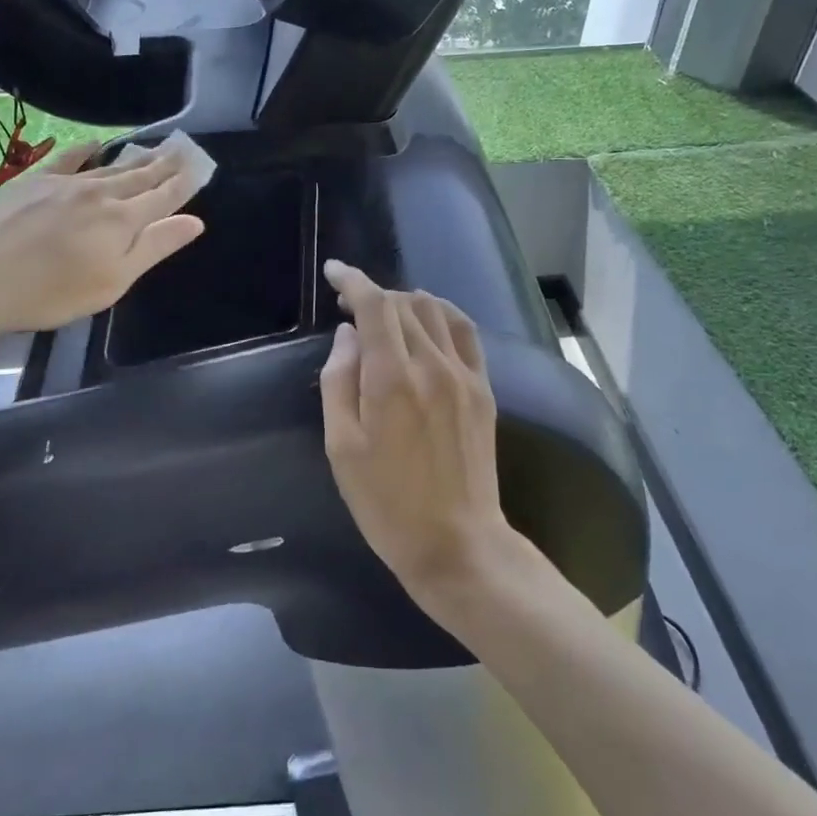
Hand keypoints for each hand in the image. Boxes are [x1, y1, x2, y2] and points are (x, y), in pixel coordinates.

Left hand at [0, 141, 205, 334]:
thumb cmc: (52, 292)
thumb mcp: (113, 281)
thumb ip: (154, 247)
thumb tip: (194, 221)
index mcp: (123, 221)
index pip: (163, 197)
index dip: (184, 183)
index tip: (200, 167)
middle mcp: (100, 194)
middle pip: (140, 176)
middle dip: (165, 165)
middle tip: (184, 149)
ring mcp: (66, 184)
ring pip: (110, 167)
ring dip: (136, 157)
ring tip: (155, 148)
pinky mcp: (35, 181)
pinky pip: (69, 159)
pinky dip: (86, 150)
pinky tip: (96, 144)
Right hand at [318, 261, 517, 607]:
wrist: (456, 543)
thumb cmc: (386, 502)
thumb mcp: (341, 447)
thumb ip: (339, 381)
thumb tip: (347, 335)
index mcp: (392, 378)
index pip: (374, 305)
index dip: (352, 281)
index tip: (333, 272)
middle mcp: (432, 365)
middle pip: (403, 303)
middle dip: (373, 295)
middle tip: (349, 308)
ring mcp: (463, 375)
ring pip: (434, 311)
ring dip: (404, 302)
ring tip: (384, 316)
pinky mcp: (483, 389)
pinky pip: (465, 332)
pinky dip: (442, 314)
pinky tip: (428, 322)